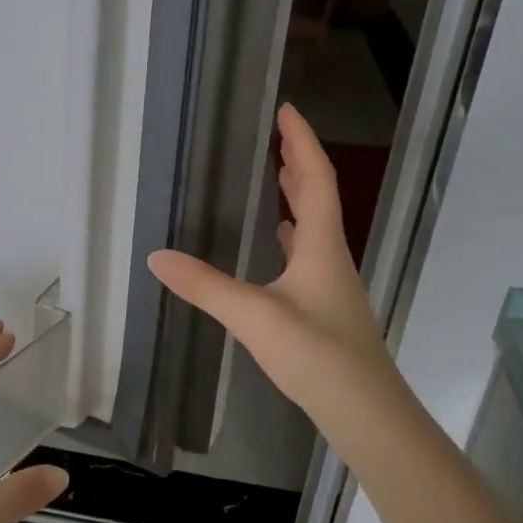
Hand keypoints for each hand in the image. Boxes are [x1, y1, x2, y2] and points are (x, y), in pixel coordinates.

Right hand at [148, 104, 396, 426]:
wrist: (366, 413)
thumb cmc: (317, 356)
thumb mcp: (253, 317)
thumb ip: (205, 285)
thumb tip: (156, 256)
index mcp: (320, 247)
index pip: (315, 179)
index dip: (301, 142)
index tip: (286, 109)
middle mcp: (330, 258)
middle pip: (319, 197)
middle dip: (299, 162)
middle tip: (277, 136)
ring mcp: (331, 286)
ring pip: (315, 228)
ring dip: (298, 197)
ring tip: (276, 178)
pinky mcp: (325, 310)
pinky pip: (307, 256)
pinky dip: (291, 237)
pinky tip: (278, 247)